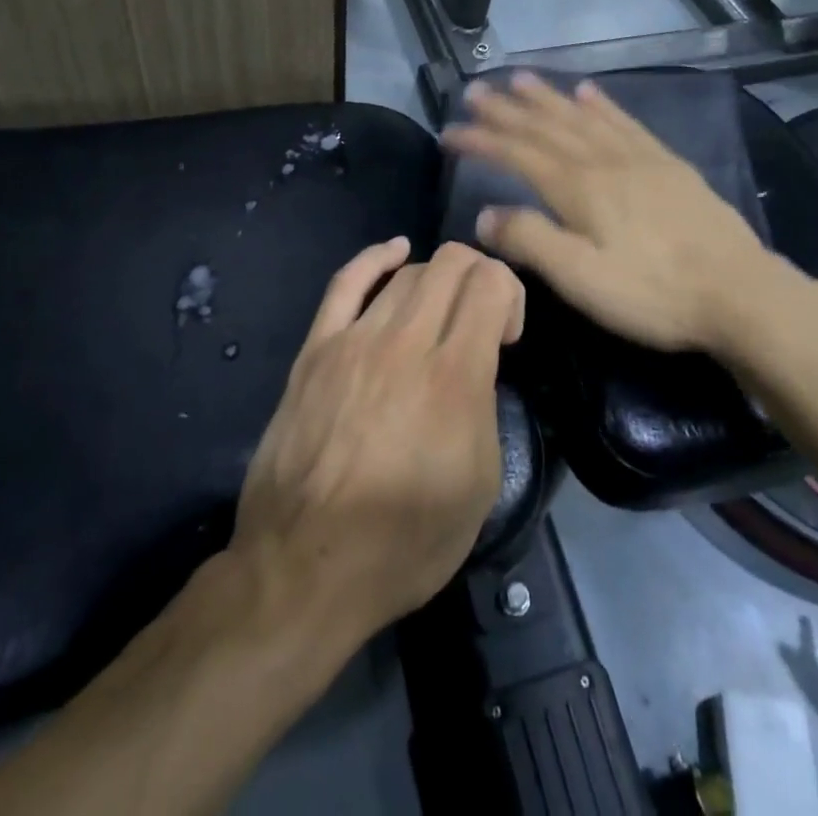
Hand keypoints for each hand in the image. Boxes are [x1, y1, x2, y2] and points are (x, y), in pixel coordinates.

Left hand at [229, 238, 523, 646]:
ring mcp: (355, 339)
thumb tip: (475, 366)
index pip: (492, 284)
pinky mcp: (316, 348)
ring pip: (407, 272)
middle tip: (481, 318)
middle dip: (480, 275)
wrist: (305, 567)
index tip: (506, 336)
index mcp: (455, 378)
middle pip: (452, 264)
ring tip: (440, 313)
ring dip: (437, 279)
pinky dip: (376, 257)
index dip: (512, 294)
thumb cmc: (403, 541)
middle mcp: (406, 342)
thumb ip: (485, 406)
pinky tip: (396, 251)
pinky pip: (347, 281)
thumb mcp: (480, 486)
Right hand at [441, 72, 807, 356]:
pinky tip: (589, 92)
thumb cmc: (652, 293)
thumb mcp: (581, 279)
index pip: (517, 154)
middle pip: (545, 127)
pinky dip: (602, 104)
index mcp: (578, 188)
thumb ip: (530, 241)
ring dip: (548, 97)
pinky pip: (625, 122)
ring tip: (520, 78)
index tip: (449, 131)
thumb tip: (484, 214)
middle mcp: (603, 160)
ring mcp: (639, 157)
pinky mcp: (668, 164)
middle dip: (506, 108)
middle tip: (476, 90)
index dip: (481, 140)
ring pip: (582, 117)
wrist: (739, 293)